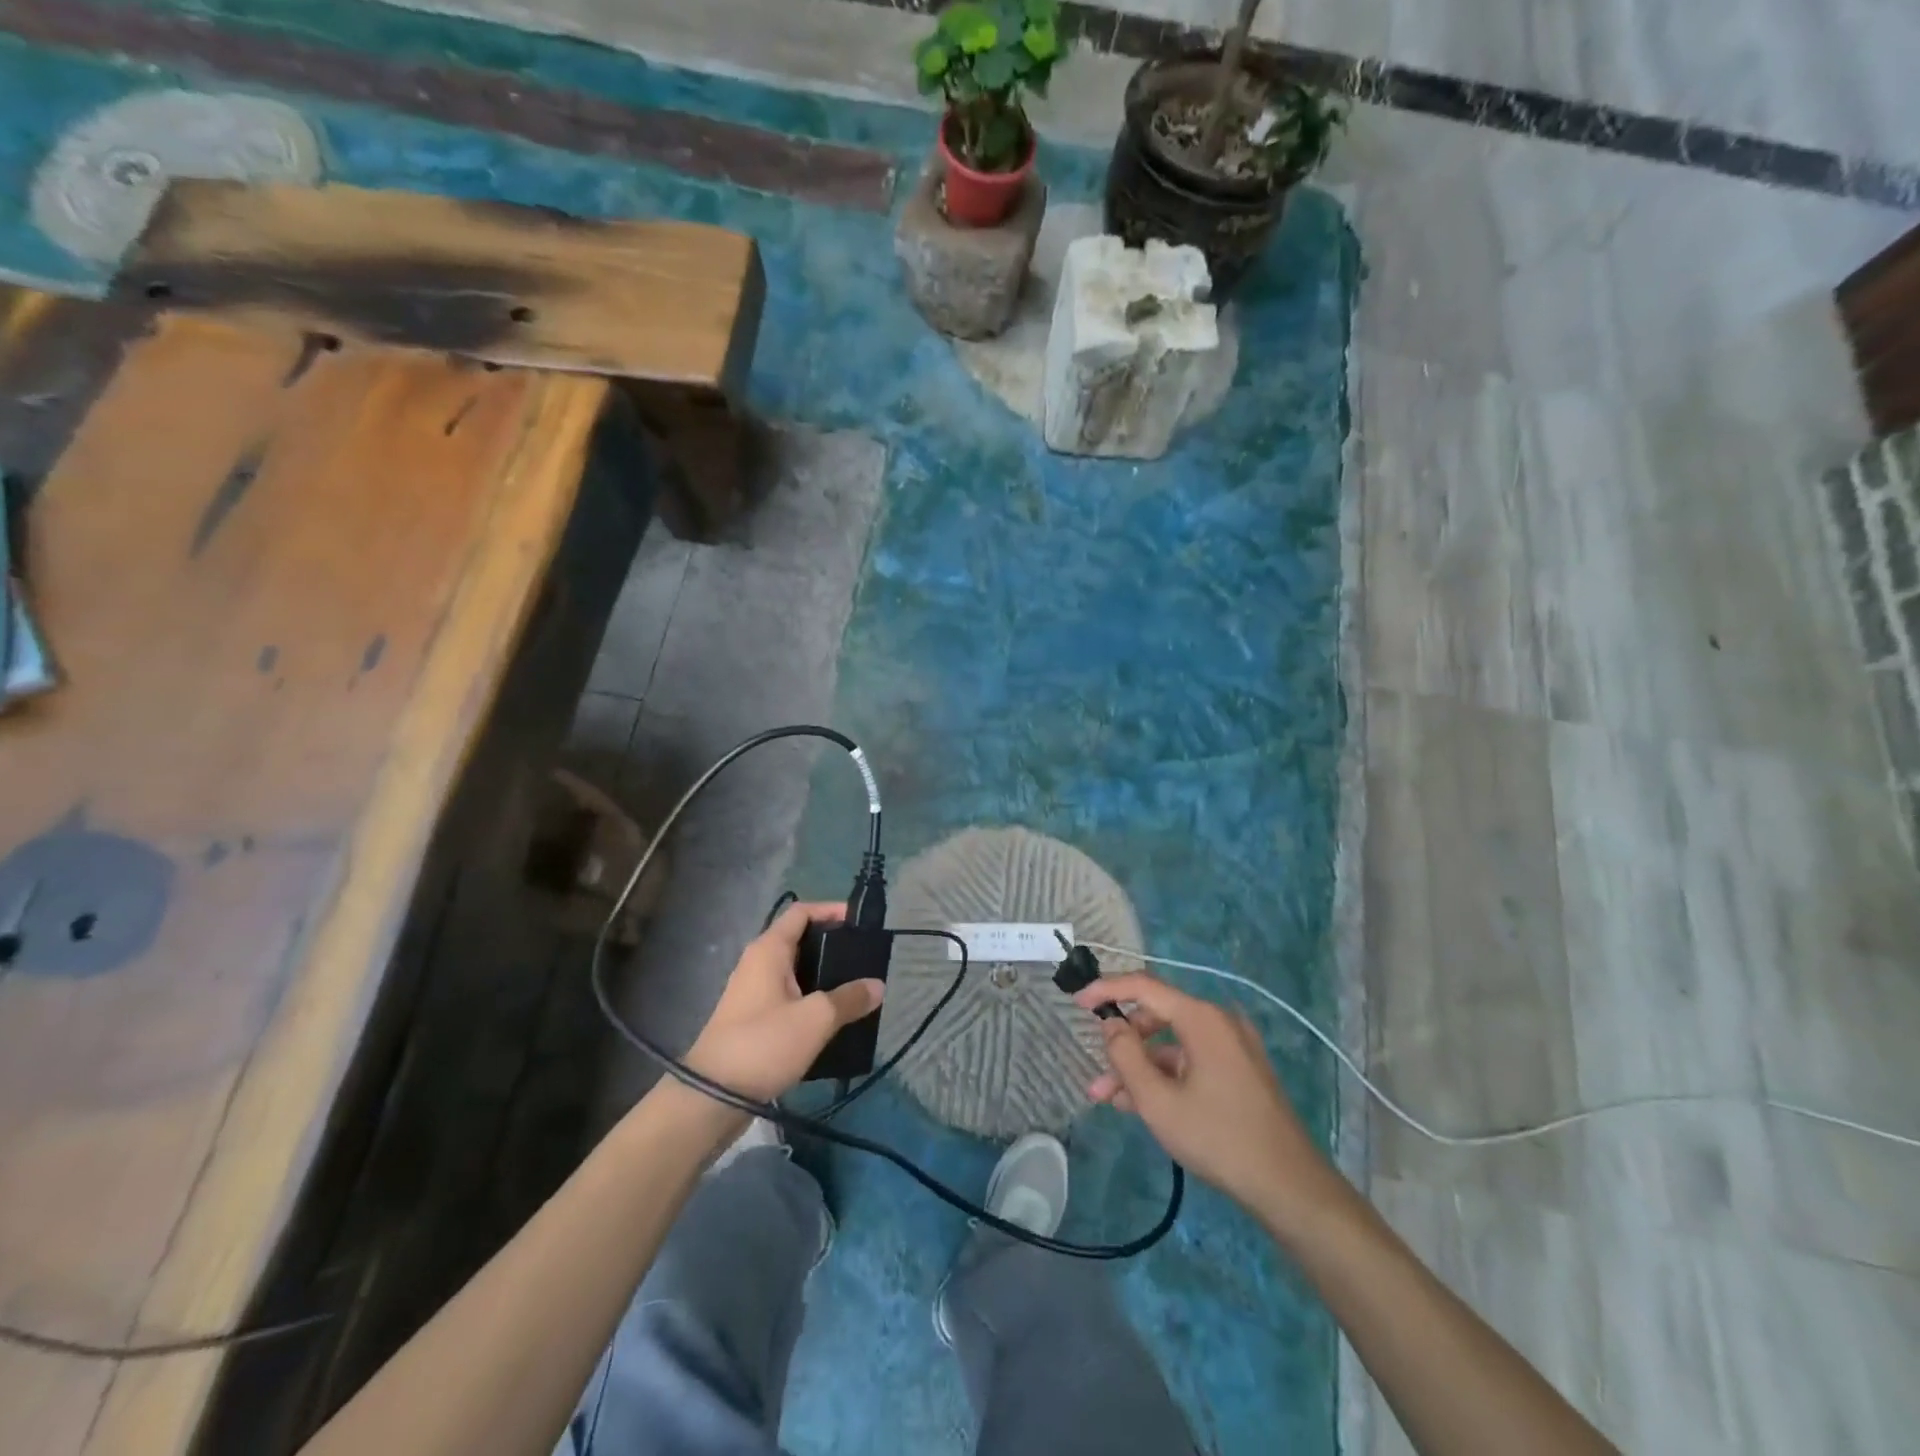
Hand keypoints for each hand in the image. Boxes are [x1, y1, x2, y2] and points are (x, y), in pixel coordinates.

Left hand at [683, 902, 883, 1104]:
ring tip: (855, 987)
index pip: (801, 912)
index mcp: (769, 950)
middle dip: (832, 945)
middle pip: (799, 941)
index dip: (830, 910)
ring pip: (795, 972)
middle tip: (864, 957)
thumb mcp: (816, 1019)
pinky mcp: (753, 1019)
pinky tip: (832, 1018)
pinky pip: (788, 996)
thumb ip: (849, 998)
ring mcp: (753, 992)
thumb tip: (878, 985)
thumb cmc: (764, 1043)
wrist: (712, 1097)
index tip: (859, 921)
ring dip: (823, 976)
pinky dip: (811, 999)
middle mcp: (758, 963)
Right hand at [1076, 972, 1338, 1221]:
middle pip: (1157, 1015)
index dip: (1106, 989)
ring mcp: (1233, 1046)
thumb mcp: (1158, 1101)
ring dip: (1140, 1067)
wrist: (1289, 1186)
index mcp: (1201, 1018)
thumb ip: (1126, 1056)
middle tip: (1096, 1070)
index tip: (1076, 1001)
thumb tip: (1111, 1025)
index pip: (1144, 986)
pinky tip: (1142, 1105)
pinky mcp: (1239, 1069)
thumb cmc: (1218, 1138)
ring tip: (1110, 1099)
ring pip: (1172, 1044)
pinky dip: (1165, 1076)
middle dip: (1122, 1043)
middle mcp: (1219, 1021)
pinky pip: (1191, 1060)